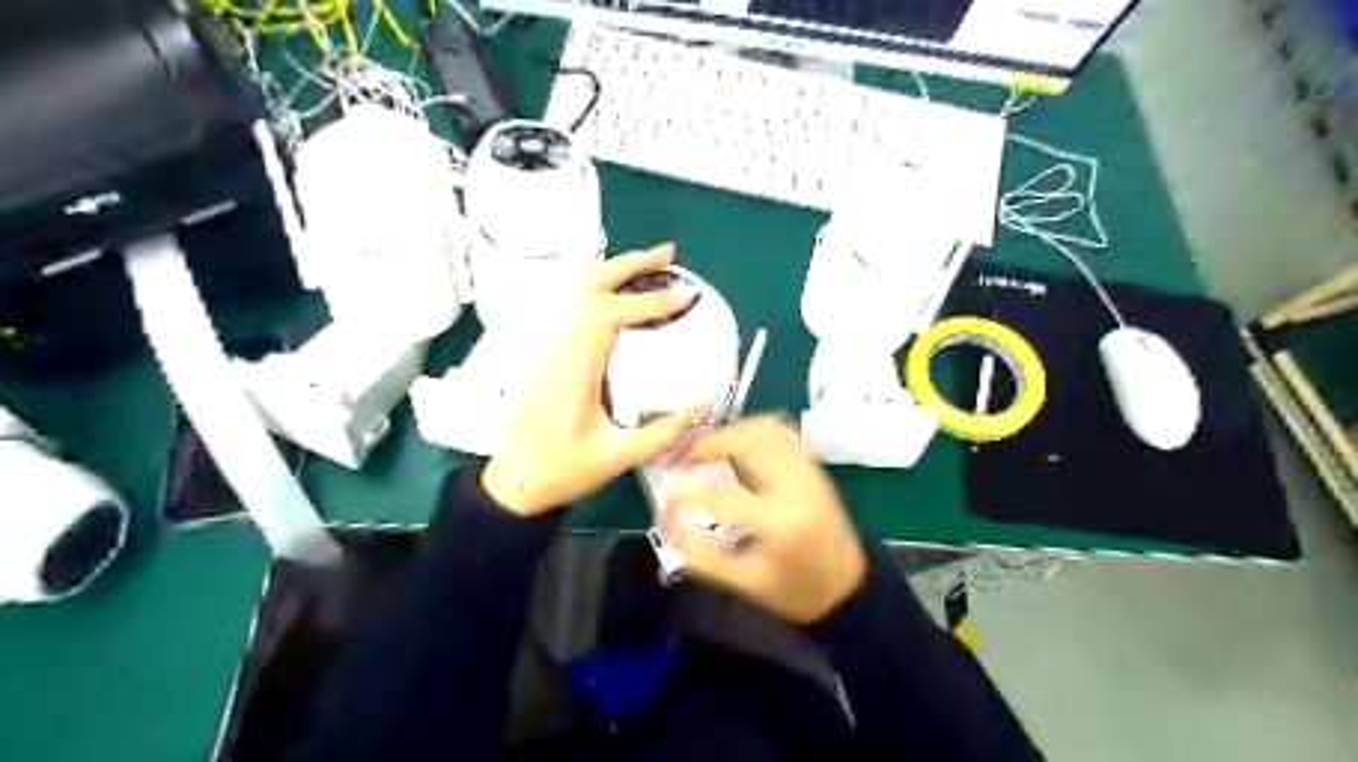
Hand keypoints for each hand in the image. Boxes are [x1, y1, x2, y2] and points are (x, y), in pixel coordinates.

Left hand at [482, 243, 705, 517]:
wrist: (514, 482)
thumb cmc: (561, 471)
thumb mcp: (617, 456)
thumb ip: (663, 433)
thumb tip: (703, 407)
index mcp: (571, 368)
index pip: (608, 315)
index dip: (648, 301)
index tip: (684, 297)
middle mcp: (557, 348)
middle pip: (588, 287)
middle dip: (630, 265)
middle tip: (669, 255)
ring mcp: (550, 348)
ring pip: (577, 292)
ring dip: (614, 272)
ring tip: (650, 267)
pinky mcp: (550, 354)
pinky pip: (574, 307)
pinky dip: (601, 289)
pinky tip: (620, 295)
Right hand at [665, 416, 862, 623]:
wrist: (849, 589)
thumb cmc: (796, 592)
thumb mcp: (746, 584)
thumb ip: (704, 558)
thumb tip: (670, 529)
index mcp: (777, 523)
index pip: (720, 497)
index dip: (684, 498)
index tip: (666, 504)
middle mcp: (795, 488)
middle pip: (746, 443)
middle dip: (707, 444)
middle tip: (683, 457)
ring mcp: (808, 473)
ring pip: (767, 429)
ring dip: (732, 432)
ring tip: (707, 448)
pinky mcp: (815, 469)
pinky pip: (784, 434)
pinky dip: (756, 431)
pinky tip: (738, 445)